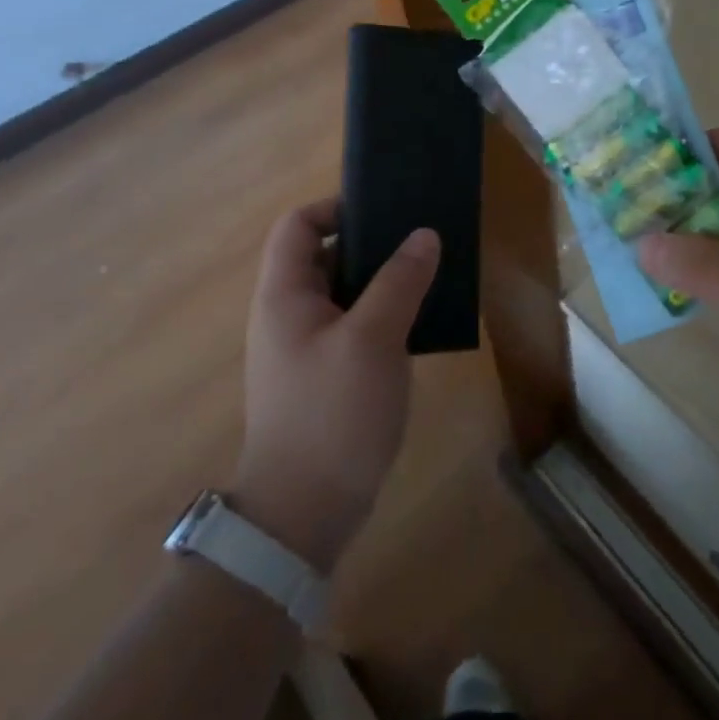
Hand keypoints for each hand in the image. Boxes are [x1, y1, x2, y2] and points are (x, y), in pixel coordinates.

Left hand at [230, 200, 438, 572]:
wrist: (305, 512)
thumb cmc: (332, 413)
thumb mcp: (372, 339)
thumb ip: (399, 281)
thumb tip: (424, 234)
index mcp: (286, 295)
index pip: (298, 225)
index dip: (336, 208)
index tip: (386, 212)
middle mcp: (291, 314)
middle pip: (326, 255)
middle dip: (373, 243)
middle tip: (422, 241)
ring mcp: (310, 346)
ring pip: (348, 292)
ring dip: (386, 280)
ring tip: (431, 275)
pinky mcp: (330, 374)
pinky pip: (358, 325)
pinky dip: (387, 313)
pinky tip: (422, 321)